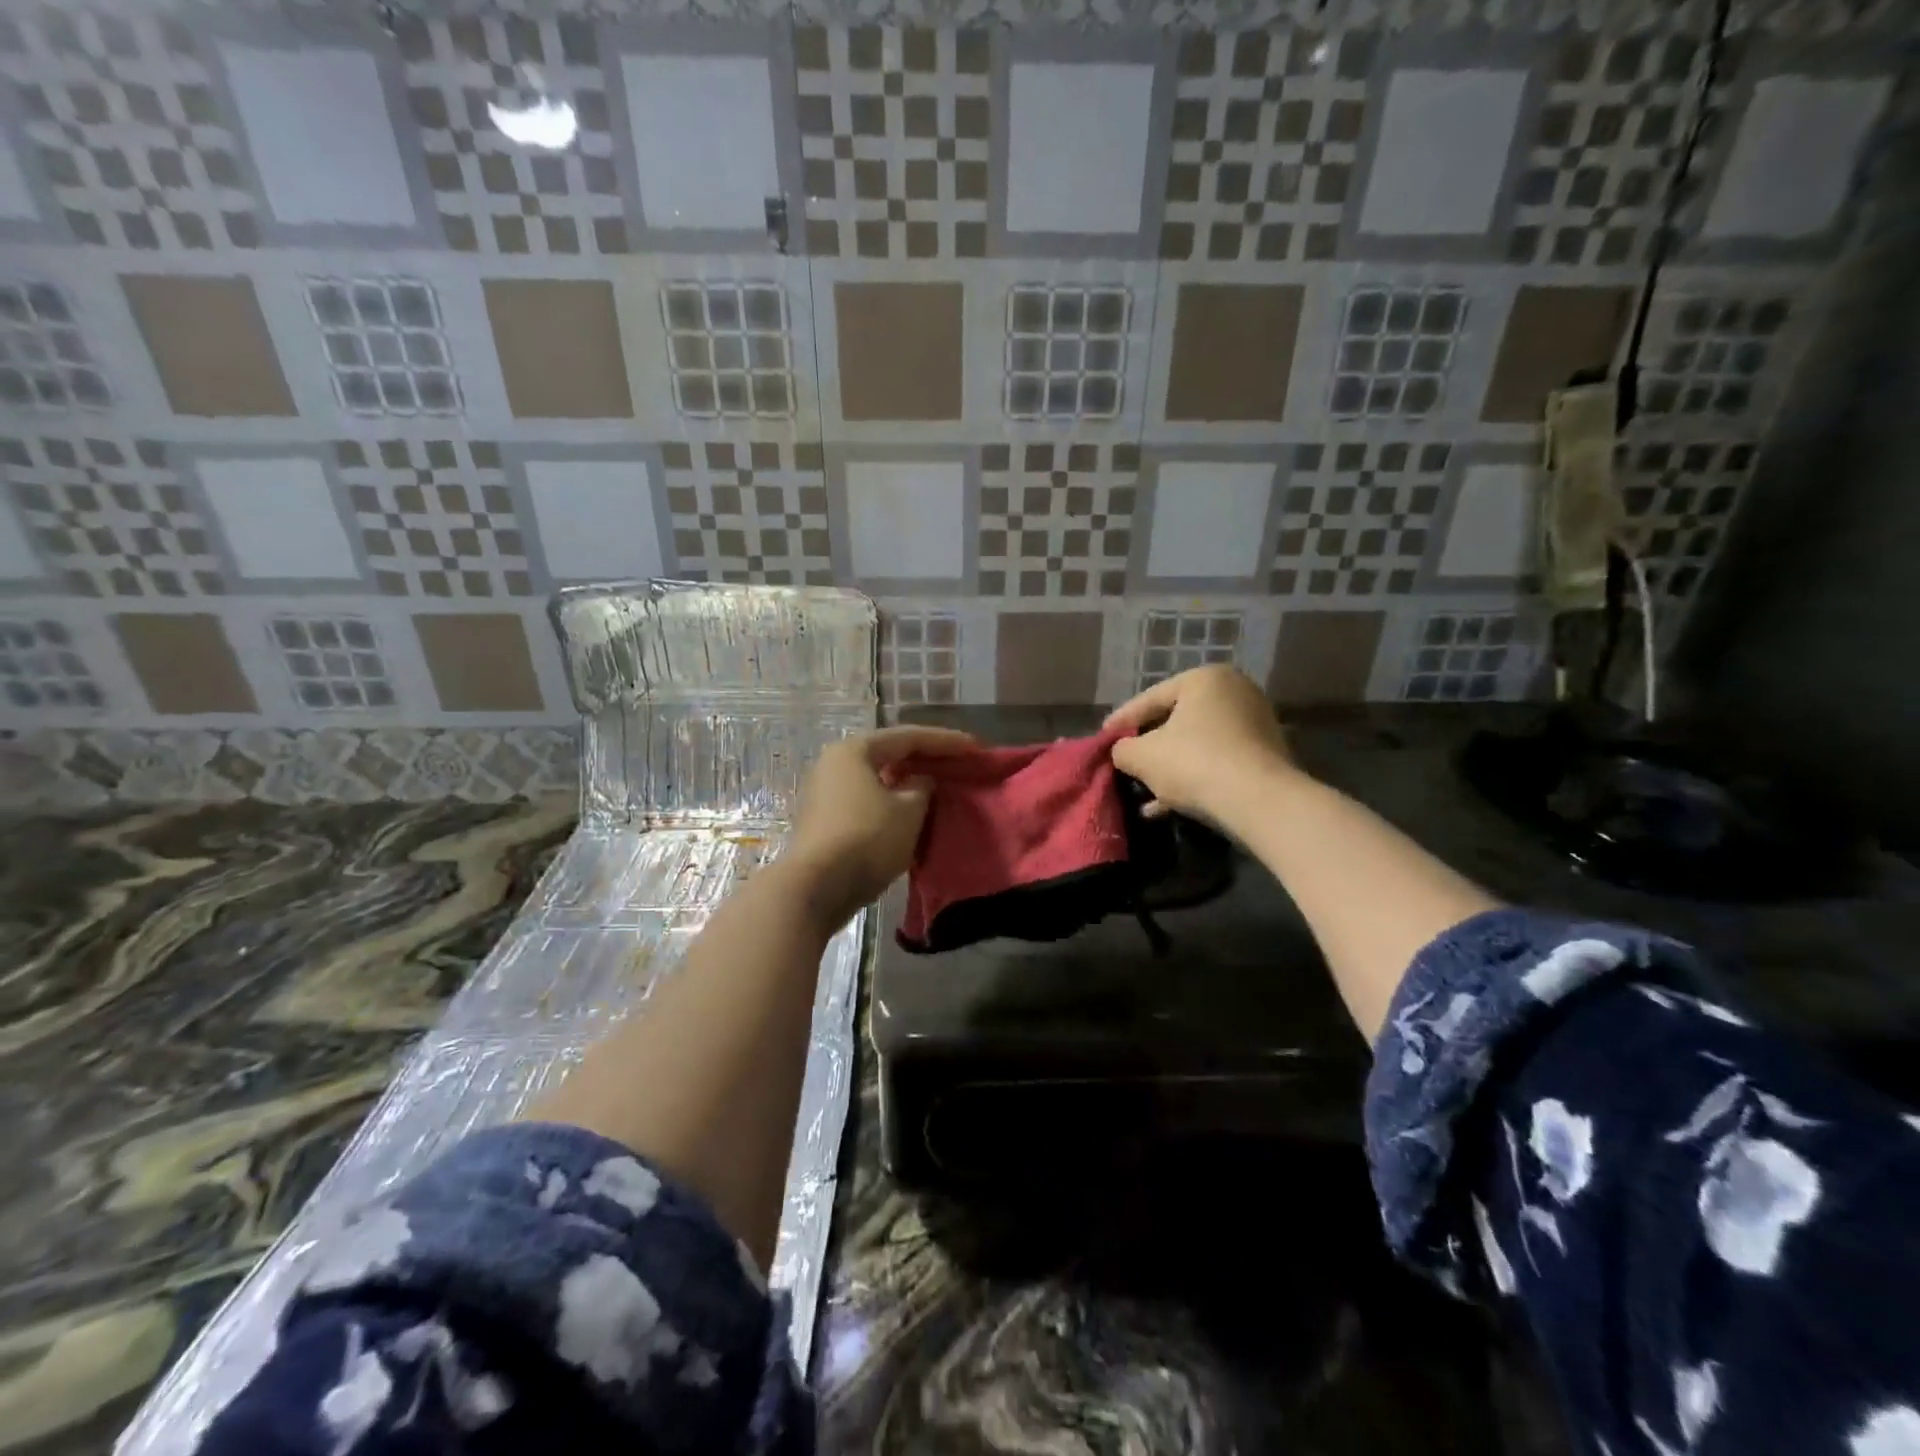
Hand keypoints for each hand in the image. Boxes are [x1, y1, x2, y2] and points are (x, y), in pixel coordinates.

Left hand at [782, 725, 975, 927]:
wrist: (816, 888)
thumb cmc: (866, 839)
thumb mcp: (909, 811)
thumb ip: (922, 788)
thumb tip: (920, 782)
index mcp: (854, 750)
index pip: (908, 737)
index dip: (945, 741)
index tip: (974, 747)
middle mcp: (834, 764)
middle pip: (889, 754)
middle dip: (925, 759)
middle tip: (957, 763)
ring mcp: (825, 793)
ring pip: (877, 779)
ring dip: (907, 782)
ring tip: (937, 786)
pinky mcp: (825, 820)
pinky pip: (867, 801)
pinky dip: (892, 802)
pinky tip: (911, 811)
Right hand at [1105, 665, 1295, 822]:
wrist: (1260, 802)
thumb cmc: (1194, 763)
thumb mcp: (1142, 756)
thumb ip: (1122, 749)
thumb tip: (1122, 752)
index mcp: (1205, 679)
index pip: (1150, 698)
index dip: (1122, 721)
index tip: (1103, 738)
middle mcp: (1235, 692)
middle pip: (1176, 721)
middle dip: (1149, 747)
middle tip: (1125, 762)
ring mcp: (1255, 724)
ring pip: (1197, 746)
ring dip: (1169, 769)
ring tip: (1143, 792)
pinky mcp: (1266, 756)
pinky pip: (1217, 762)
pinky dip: (1192, 779)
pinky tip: (1166, 807)